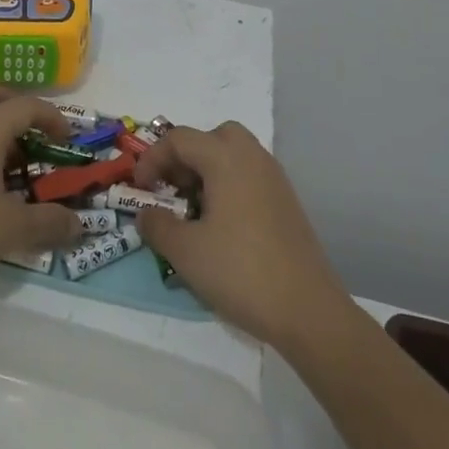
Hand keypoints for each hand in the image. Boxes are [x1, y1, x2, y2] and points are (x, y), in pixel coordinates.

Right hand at [133, 121, 347, 347]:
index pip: (179, 139)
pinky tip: (222, 225)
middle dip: (185, 157)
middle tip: (172, 188)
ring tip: (194, 208)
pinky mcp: (286, 202)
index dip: (152, 159)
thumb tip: (146, 213)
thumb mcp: (185, 252)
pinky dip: (229, 185)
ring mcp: (274, 178)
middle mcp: (252, 157)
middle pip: (211, 137)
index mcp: (226, 158)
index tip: (140, 189)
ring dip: (207, 171)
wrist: (308, 310)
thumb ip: (157, 225)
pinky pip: (249, 175)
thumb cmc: (241, 271)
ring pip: (233, 155)